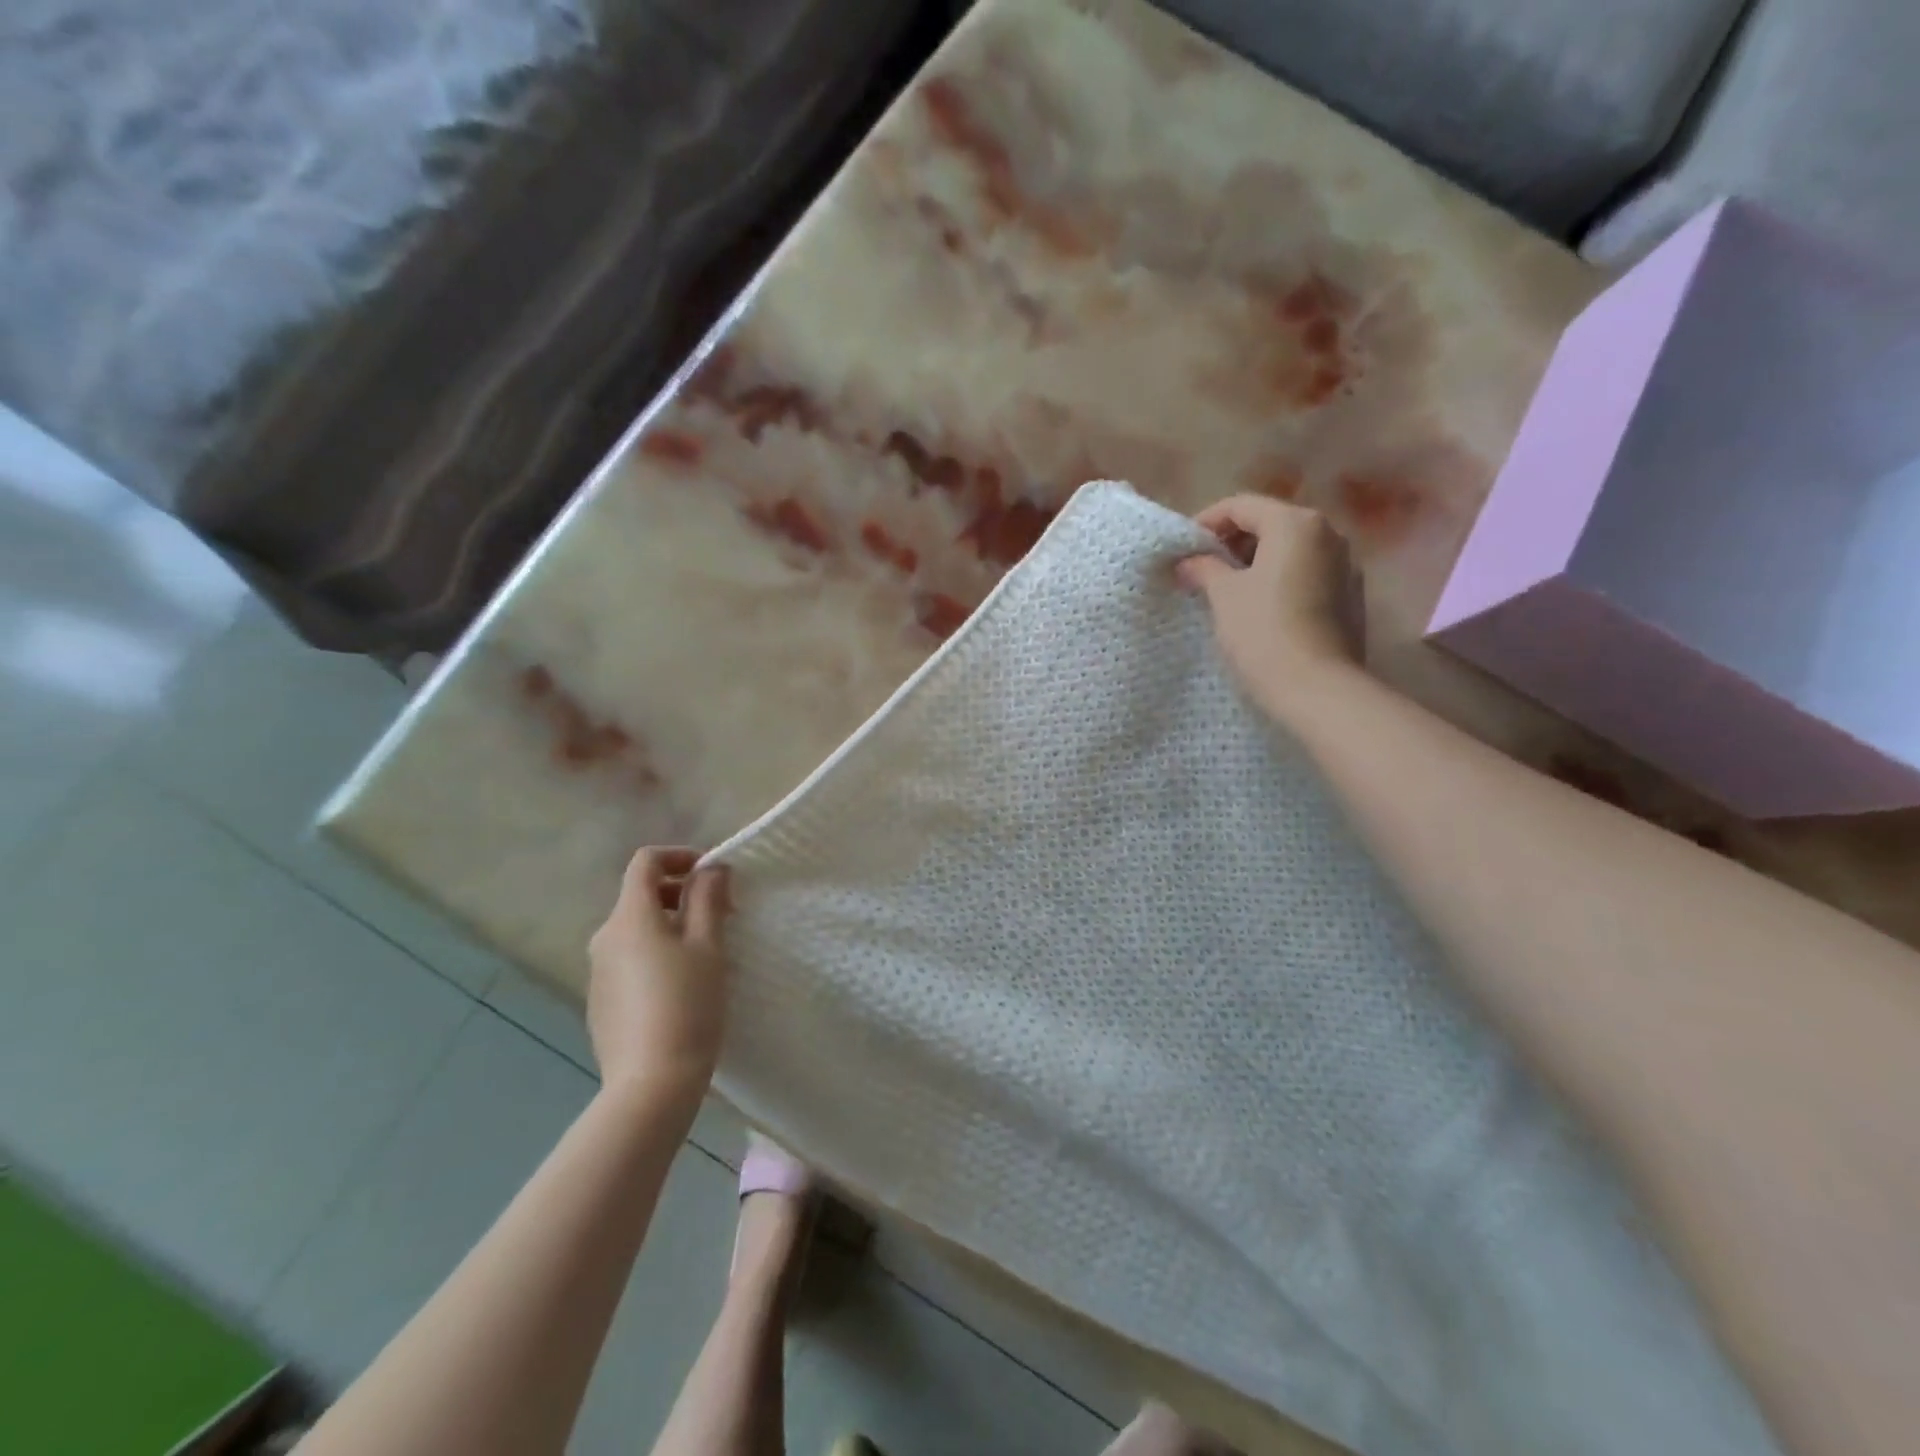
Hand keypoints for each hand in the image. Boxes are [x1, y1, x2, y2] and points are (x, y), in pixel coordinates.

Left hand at [587, 847, 732, 1102]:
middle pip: (640, 896)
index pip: (645, 862)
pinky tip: (682, 986)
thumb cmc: (687, 1006)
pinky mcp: (600, 1002)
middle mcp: (604, 938)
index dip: (679, 856)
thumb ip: (708, 899)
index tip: (713, 875)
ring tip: (707, 952)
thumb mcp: (708, 947)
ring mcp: (598, 972)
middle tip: (721, 915)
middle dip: (681, 894)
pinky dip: (656, 954)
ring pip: (637, 930)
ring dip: (671, 925)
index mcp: (629, 918)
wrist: (650, 1085)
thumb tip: (710, 869)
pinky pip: (630, 960)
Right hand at [1177, 494, 1363, 719]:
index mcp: (1296, 523)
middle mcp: (1329, 533)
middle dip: (1231, 542)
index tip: (1182, 548)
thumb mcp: (1223, 595)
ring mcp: (1346, 565)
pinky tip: (1258, 608)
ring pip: (1290, 550)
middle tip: (1200, 569)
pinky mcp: (1351, 597)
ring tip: (1225, 590)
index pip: (1241, 505)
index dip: (1206, 522)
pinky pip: (1306, 574)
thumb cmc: (1263, 632)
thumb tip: (1188, 560)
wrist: (1317, 689)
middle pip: (1269, 523)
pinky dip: (1279, 580)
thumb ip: (1203, 568)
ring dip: (1255, 562)